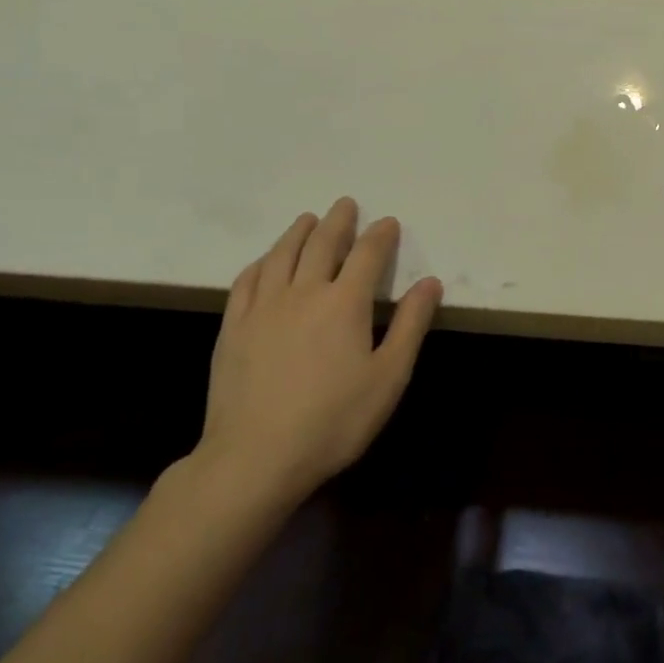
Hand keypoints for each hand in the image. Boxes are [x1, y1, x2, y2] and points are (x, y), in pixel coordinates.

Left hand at [193, 199, 442, 506]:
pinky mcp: (233, 328)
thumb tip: (429, 283)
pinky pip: (246, 281)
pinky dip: (261, 262)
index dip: (380, 235)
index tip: (388, 222)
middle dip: (338, 221)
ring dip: (298, 232)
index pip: (367, 254)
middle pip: (322, 244)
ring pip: (281, 255)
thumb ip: (411, 325)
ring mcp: (263, 308)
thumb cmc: (334, 420)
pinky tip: (265, 261)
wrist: (254, 458)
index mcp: (344, 302)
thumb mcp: (389, 377)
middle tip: (346, 204)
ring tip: (308, 219)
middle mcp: (303, 292)